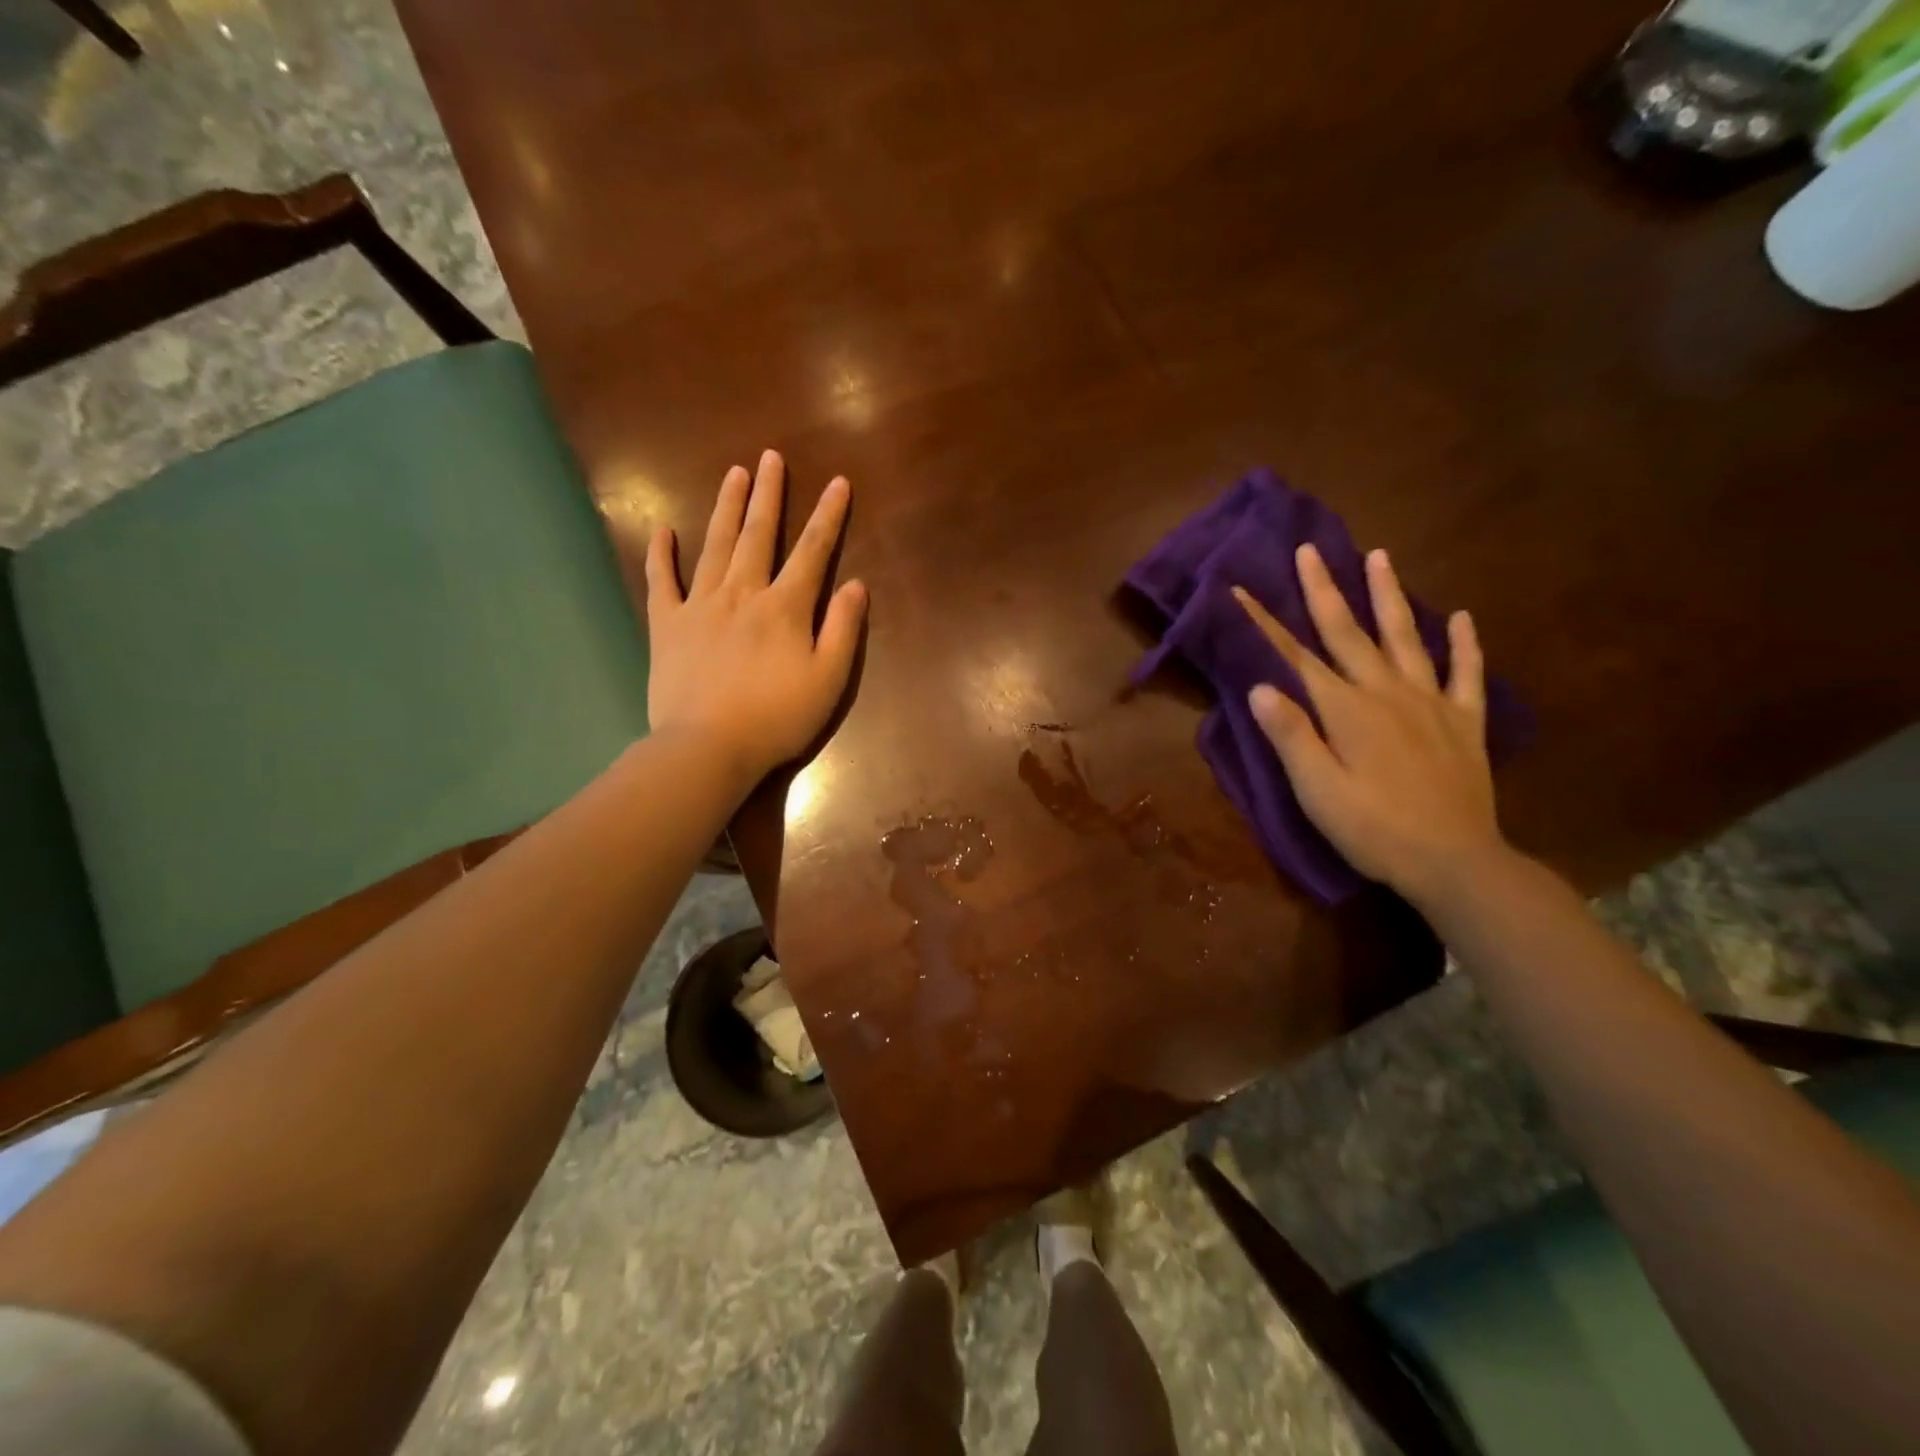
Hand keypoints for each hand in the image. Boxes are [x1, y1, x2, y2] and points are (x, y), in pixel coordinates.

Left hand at [645, 449, 866, 788]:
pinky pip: (662, 581)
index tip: (837, 482)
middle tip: (769, 457)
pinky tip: (663, 530)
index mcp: (785, 607)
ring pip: (715, 545)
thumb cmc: (776, 718)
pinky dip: (661, 554)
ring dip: (726, 507)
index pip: (812, 551)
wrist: (707, 747)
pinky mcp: (667, 625)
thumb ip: (843, 630)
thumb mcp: (828, 680)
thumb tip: (856, 585)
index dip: (827, 516)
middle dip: (767, 494)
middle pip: (758, 535)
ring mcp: (700, 606)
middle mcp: (742, 593)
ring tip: (733, 473)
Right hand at [1233, 545, 1503, 904]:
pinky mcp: (1464, 722)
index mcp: (1346, 709)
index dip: (1266, 623)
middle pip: (1349, 632)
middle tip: (1311, 550)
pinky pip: (1465, 674)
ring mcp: (1431, 703)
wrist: (1454, 861)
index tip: (1241, 590)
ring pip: (1406, 637)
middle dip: (1325, 589)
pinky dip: (1464, 643)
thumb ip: (1291, 735)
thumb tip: (1259, 686)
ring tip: (1380, 556)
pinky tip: (1460, 618)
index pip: (1296, 657)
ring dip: (1389, 596)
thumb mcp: (1317, 790)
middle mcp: (1387, 692)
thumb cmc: (1373, 829)